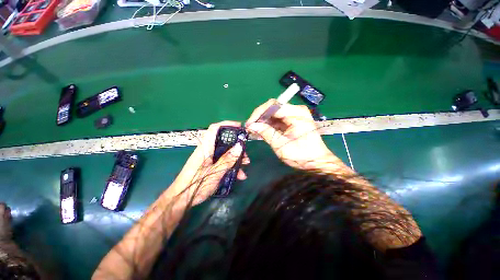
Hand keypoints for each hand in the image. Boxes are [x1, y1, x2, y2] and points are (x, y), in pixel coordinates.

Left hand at [169, 121, 249, 205]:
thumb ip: (228, 158)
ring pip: (225, 152)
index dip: (227, 124)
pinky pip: (222, 161)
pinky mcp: (209, 165)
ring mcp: (208, 158)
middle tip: (245, 153)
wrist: (181, 198)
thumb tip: (240, 145)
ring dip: (236, 158)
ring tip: (245, 165)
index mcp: (205, 147)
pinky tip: (238, 175)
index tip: (240, 126)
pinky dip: (231, 166)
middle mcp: (207, 150)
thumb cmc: (196, 184)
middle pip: (224, 142)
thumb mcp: (216, 172)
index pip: (214, 128)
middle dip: (236, 146)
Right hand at [246, 99, 336, 169]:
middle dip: (260, 117)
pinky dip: (269, 124)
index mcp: (296, 114)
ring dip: (263, 121)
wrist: (318, 162)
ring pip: (274, 113)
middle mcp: (296, 110)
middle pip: (273, 108)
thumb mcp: (281, 145)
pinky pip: (278, 119)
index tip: (249, 124)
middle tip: (250, 127)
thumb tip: (251, 126)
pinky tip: (262, 130)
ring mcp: (295, 115)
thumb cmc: (302, 155)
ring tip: (254, 130)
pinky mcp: (293, 120)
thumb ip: (266, 133)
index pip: (272, 106)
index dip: (258, 113)